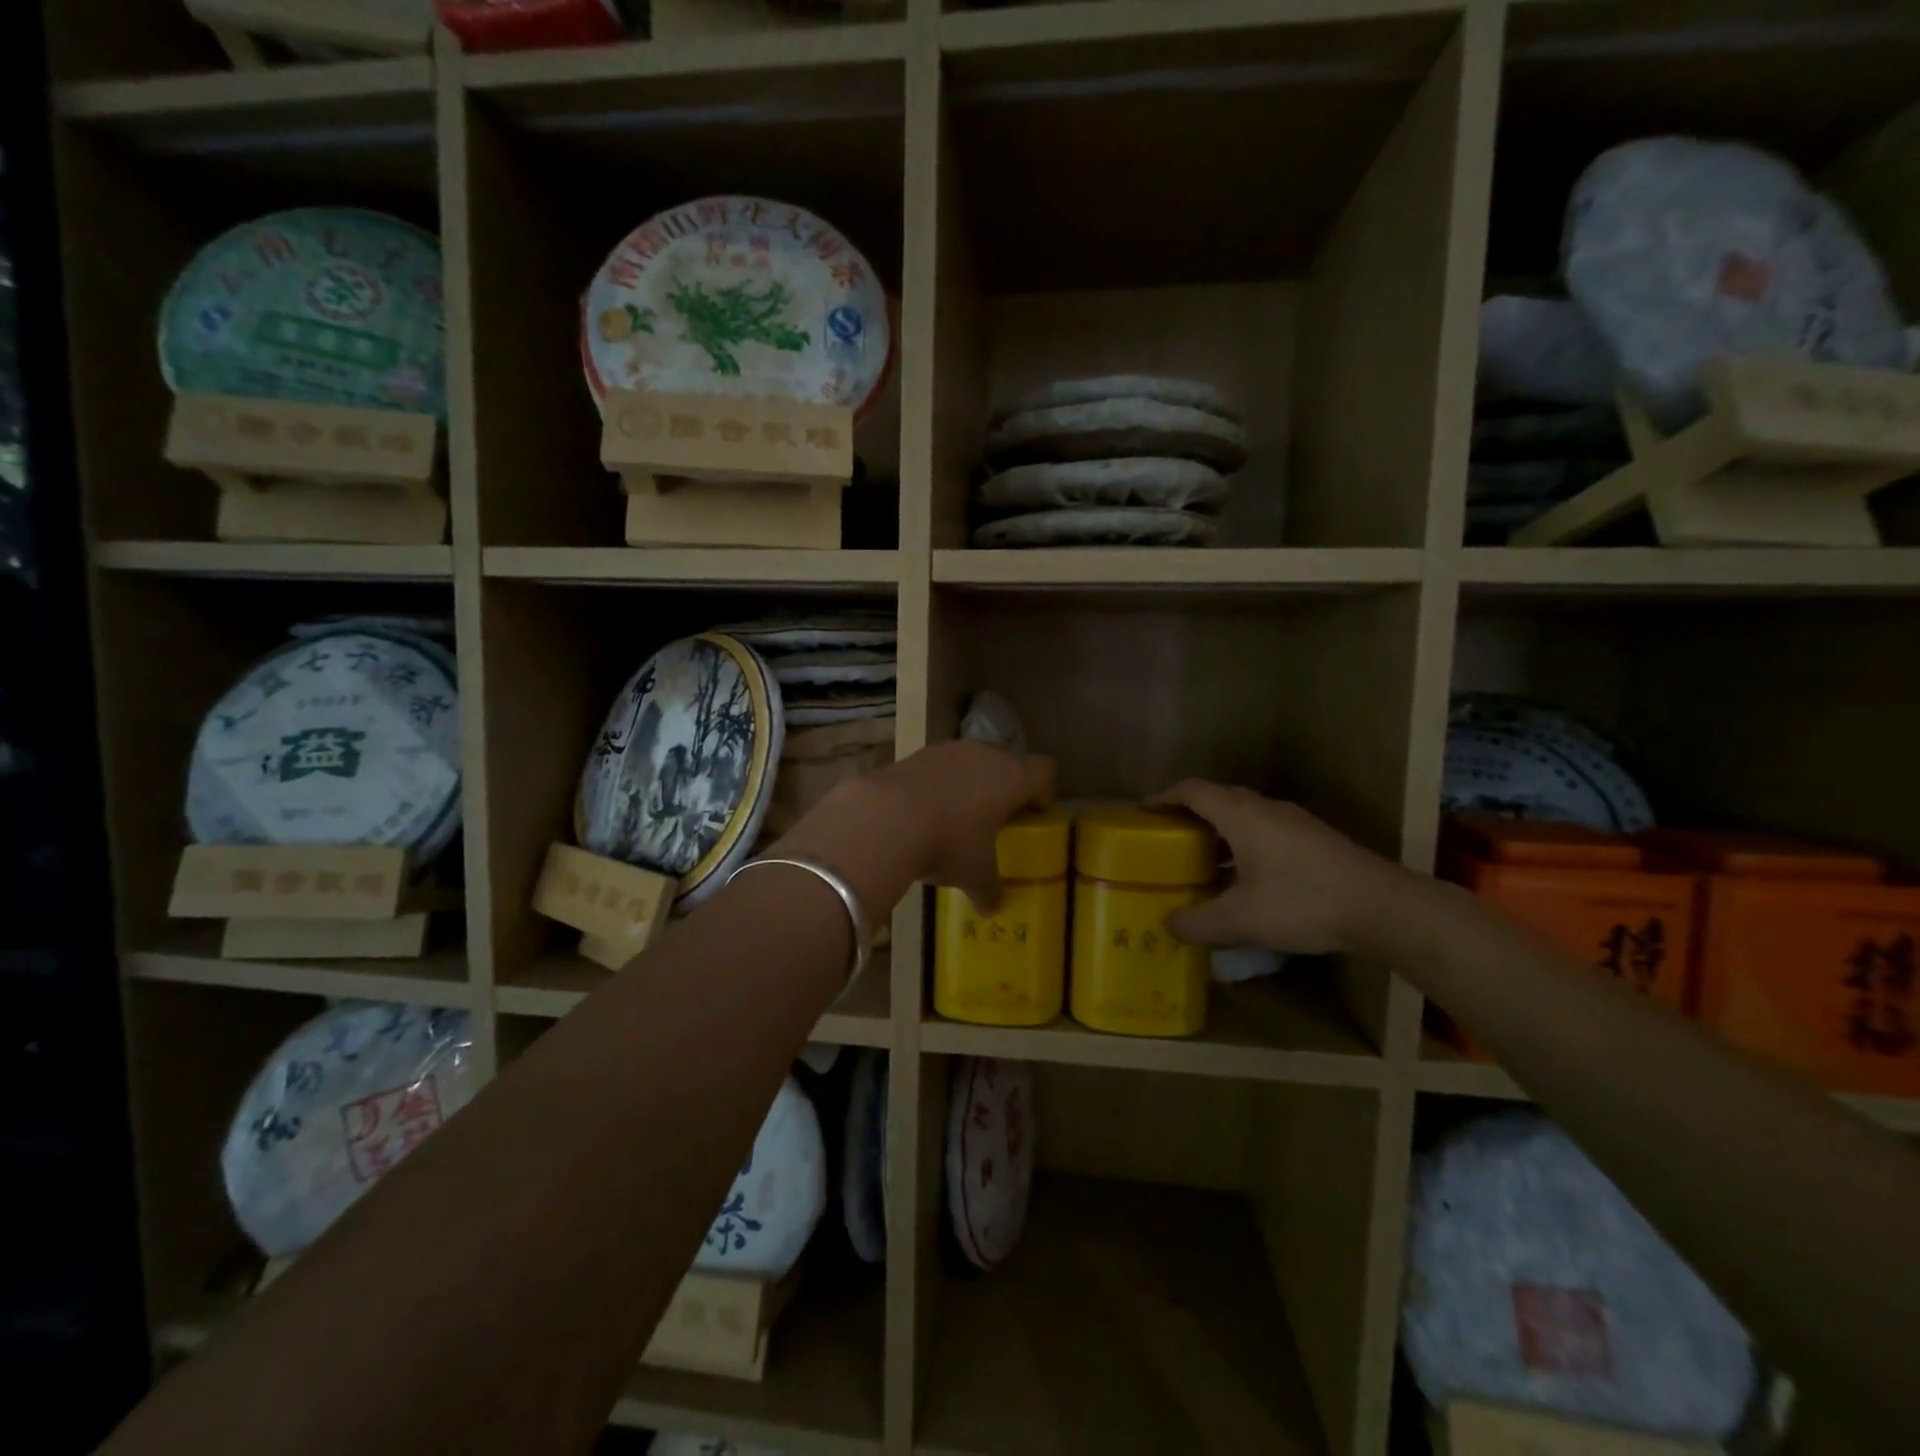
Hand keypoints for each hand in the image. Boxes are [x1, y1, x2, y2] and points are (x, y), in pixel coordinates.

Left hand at [776, 741, 1054, 920]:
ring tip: (957, 816)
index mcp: (1012, 778)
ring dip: (969, 782)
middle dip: (1005, 786)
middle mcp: (985, 754)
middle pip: (1007, 761)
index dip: (1044, 791)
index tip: (1035, 813)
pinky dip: (938, 784)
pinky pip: (938, 767)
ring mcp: (948, 750)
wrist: (885, 818)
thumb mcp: (975, 875)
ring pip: (970, 761)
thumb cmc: (948, 844)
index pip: (1044, 771)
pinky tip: (924, 812)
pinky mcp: (915, 754)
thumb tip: (992, 908)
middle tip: (997, 817)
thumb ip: (989, 890)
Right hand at [1148, 781, 1412, 954]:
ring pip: (1244, 816)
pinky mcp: (1313, 840)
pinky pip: (1264, 831)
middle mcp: (1266, 809)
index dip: (1163, 797)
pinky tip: (1242, 879)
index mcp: (1241, 815)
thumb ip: (1199, 922)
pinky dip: (1241, 845)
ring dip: (1217, 833)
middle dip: (1188, 815)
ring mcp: (1294, 823)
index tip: (1142, 812)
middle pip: (1217, 798)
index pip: (1192, 791)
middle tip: (1165, 839)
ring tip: (1199, 862)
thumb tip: (1168, 925)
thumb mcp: (1241, 919)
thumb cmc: (1303, 902)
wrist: (1383, 907)